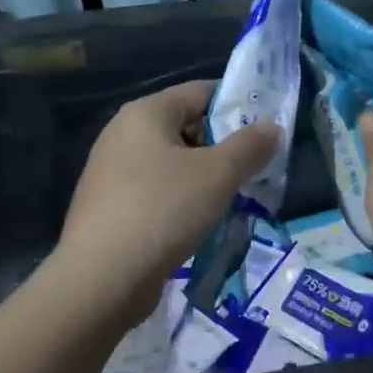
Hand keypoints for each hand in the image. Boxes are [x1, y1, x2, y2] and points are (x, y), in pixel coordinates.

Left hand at [59, 80, 277, 323]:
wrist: (101, 280)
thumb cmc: (163, 210)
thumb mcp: (218, 174)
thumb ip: (250, 146)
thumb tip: (272, 127)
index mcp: (145, 113)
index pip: (200, 91)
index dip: (236, 105)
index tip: (266, 128)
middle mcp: (122, 134)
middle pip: (186, 126)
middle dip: (224, 145)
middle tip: (257, 166)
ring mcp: (112, 173)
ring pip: (173, 163)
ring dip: (206, 177)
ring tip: (237, 197)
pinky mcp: (111, 208)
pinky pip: (158, 192)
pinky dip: (183, 200)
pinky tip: (203, 222)